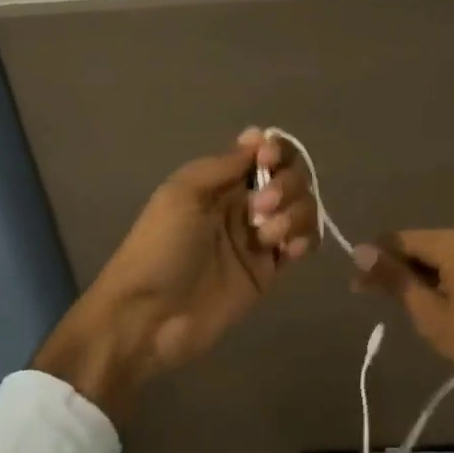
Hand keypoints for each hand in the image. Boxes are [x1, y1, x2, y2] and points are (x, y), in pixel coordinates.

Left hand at [35, 129, 321, 417]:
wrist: (149, 316)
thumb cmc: (160, 248)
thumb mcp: (183, 193)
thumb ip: (224, 164)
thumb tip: (259, 135)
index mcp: (219, 181)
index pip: (264, 153)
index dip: (277, 151)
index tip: (269, 160)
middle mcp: (244, 204)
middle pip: (290, 178)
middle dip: (285, 185)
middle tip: (259, 209)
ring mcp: (259, 238)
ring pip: (302, 209)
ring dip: (295, 213)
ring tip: (269, 237)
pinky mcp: (269, 271)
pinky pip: (302, 243)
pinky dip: (304, 239)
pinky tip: (288, 251)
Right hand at [353, 228, 453, 397]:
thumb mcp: (431, 313)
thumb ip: (395, 279)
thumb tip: (360, 251)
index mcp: (452, 241)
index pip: (398, 240)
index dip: (374, 260)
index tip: (355, 285)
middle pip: (417, 246)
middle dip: (393, 269)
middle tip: (368, 297)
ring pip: (435, 257)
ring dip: (414, 277)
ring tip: (396, 304)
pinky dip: (436, 280)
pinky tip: (426, 301)